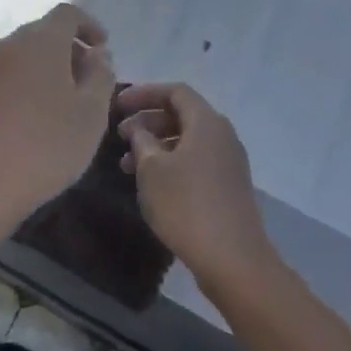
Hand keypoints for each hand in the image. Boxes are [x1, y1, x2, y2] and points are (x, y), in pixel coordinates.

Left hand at [0, 5, 115, 238]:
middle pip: (45, 31)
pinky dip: (31, 80)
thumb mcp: (92, 112)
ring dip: (50, 66)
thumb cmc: (48, 144)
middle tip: (92, 79)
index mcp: (42, 40)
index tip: (104, 48)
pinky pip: (11, 72)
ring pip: (27, 53)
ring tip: (70, 99)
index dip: (90, 25)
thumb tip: (97, 55)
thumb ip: (100, 75)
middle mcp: (10, 43)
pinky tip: (42, 113)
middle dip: (71, 48)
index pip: (68, 13)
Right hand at [116, 82, 275, 296]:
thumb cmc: (186, 205)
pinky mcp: (228, 186)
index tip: (118, 105)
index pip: (175, 91)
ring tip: (127, 166)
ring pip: (187, 140)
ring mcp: (228, 162)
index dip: (144, 94)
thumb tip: (138, 128)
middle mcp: (222, 135)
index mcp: (207, 122)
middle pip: (182, 114)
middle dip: (147, 121)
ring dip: (156, 145)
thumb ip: (141, 140)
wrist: (232, 259)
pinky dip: (171, 163)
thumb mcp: (152, 169)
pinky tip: (151, 184)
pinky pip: (196, 160)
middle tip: (119, 136)